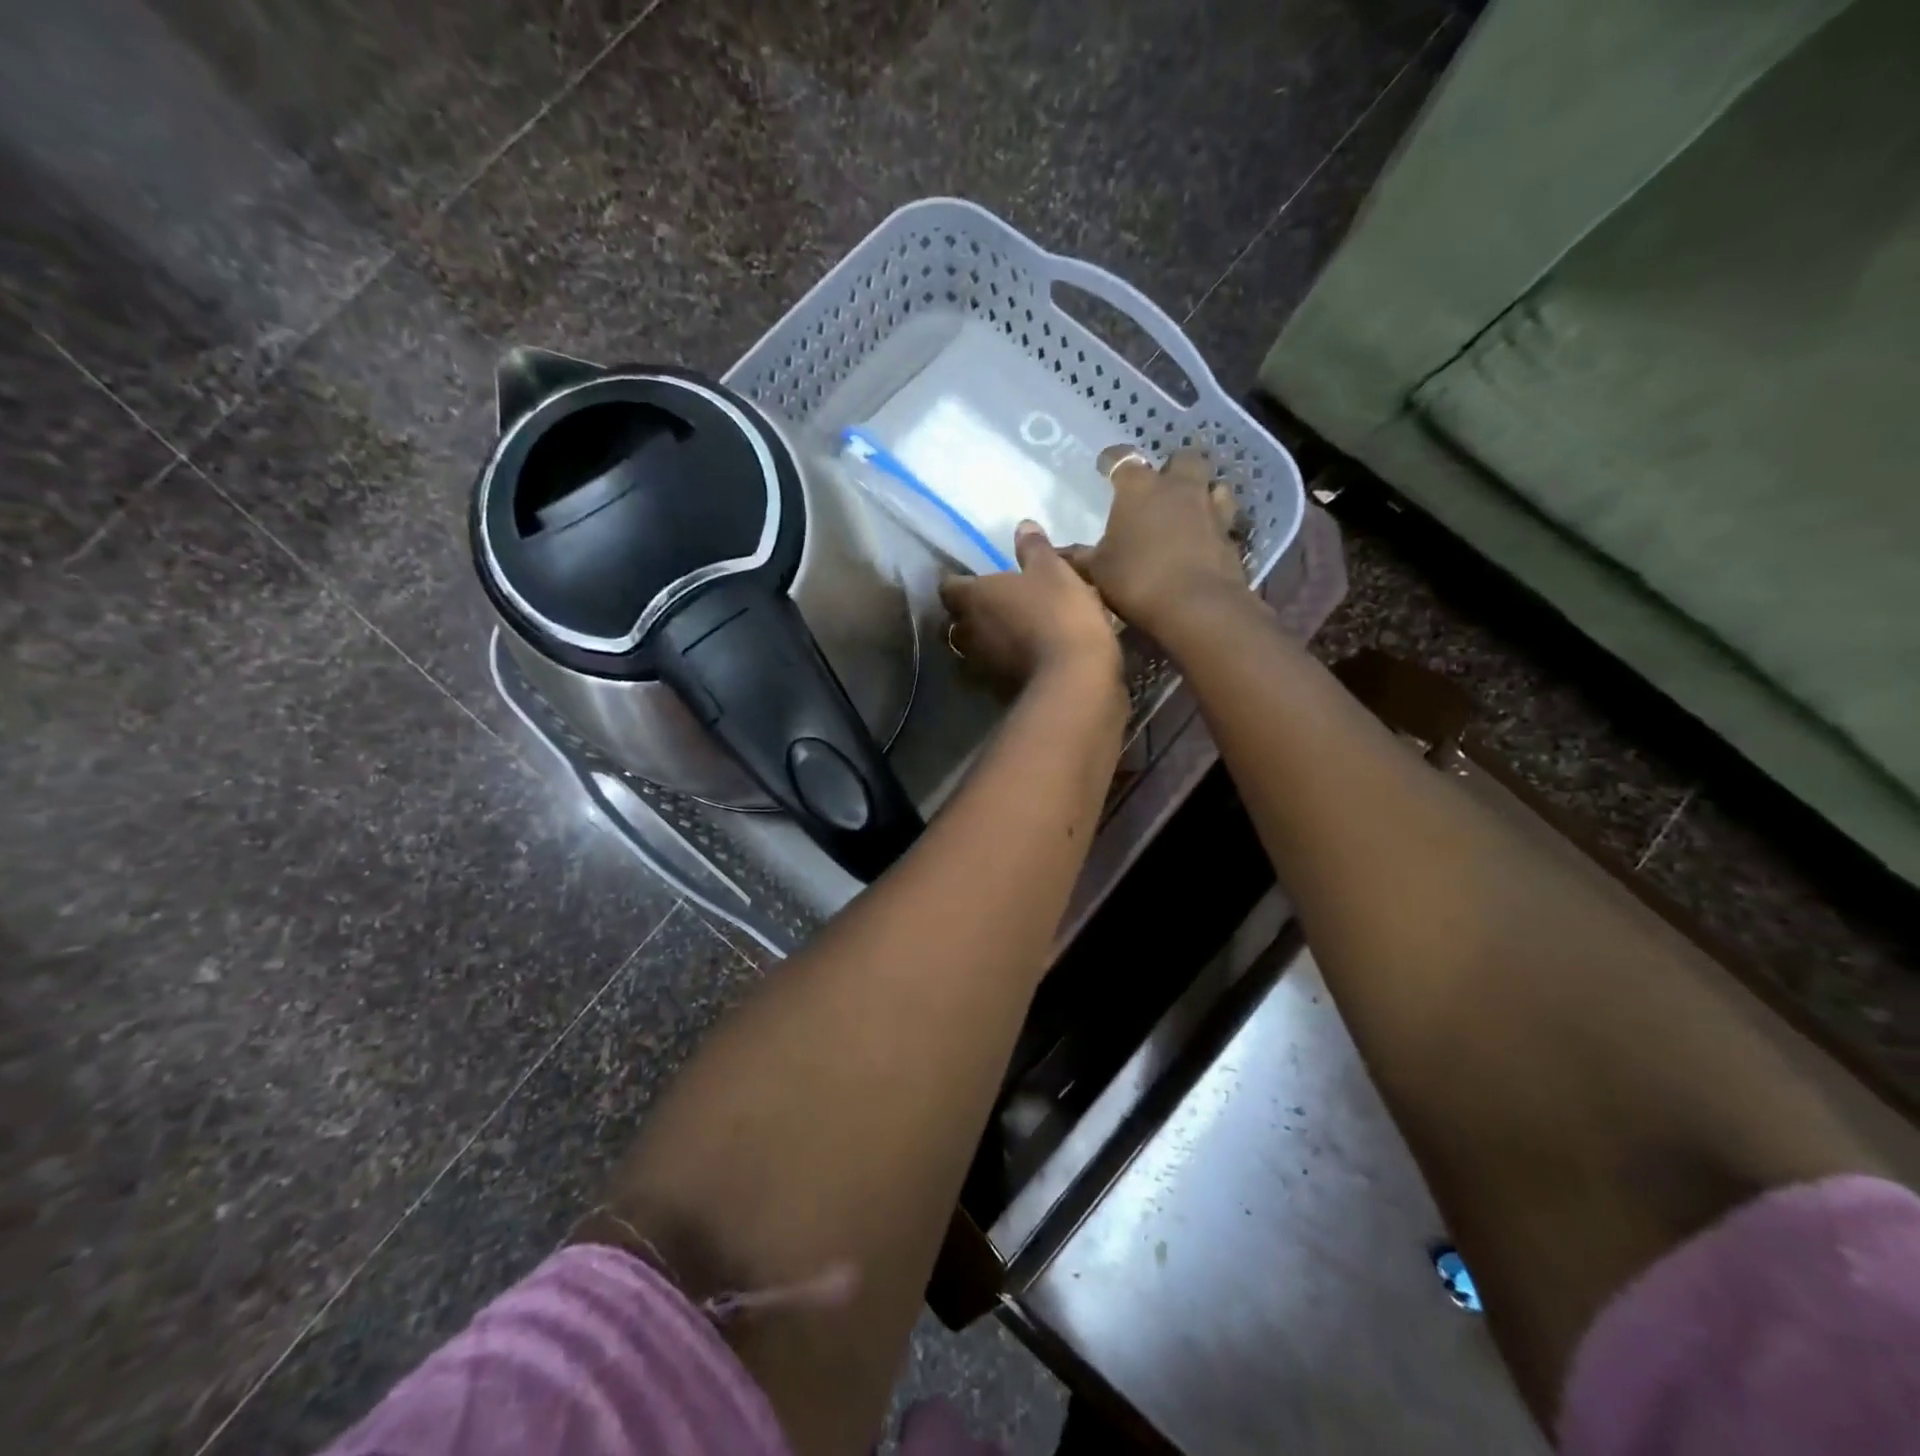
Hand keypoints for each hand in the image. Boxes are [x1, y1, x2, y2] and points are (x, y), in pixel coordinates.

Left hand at [939, 520, 1122, 696]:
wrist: (1074, 679)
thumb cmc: (1058, 614)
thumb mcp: (1053, 571)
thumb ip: (1034, 549)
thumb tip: (1022, 526)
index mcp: (972, 598)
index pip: (948, 587)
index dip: (959, 583)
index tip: (975, 580)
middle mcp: (966, 633)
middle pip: (953, 623)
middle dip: (967, 617)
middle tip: (991, 609)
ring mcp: (979, 667)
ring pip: (970, 652)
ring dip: (982, 645)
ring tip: (1005, 638)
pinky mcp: (996, 693)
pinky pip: (991, 676)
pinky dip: (1000, 669)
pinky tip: (1021, 663)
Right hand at [1063, 448, 1250, 641]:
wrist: (1196, 606)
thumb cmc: (1137, 579)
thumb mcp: (1096, 571)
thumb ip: (1076, 557)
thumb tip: (1051, 550)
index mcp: (1140, 488)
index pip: (1123, 459)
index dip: (1112, 459)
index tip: (1104, 465)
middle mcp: (1179, 488)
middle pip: (1183, 458)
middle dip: (1172, 466)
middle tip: (1160, 484)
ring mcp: (1211, 510)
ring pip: (1214, 485)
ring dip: (1203, 491)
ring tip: (1190, 508)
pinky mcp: (1231, 537)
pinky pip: (1225, 521)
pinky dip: (1215, 526)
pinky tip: (1205, 540)